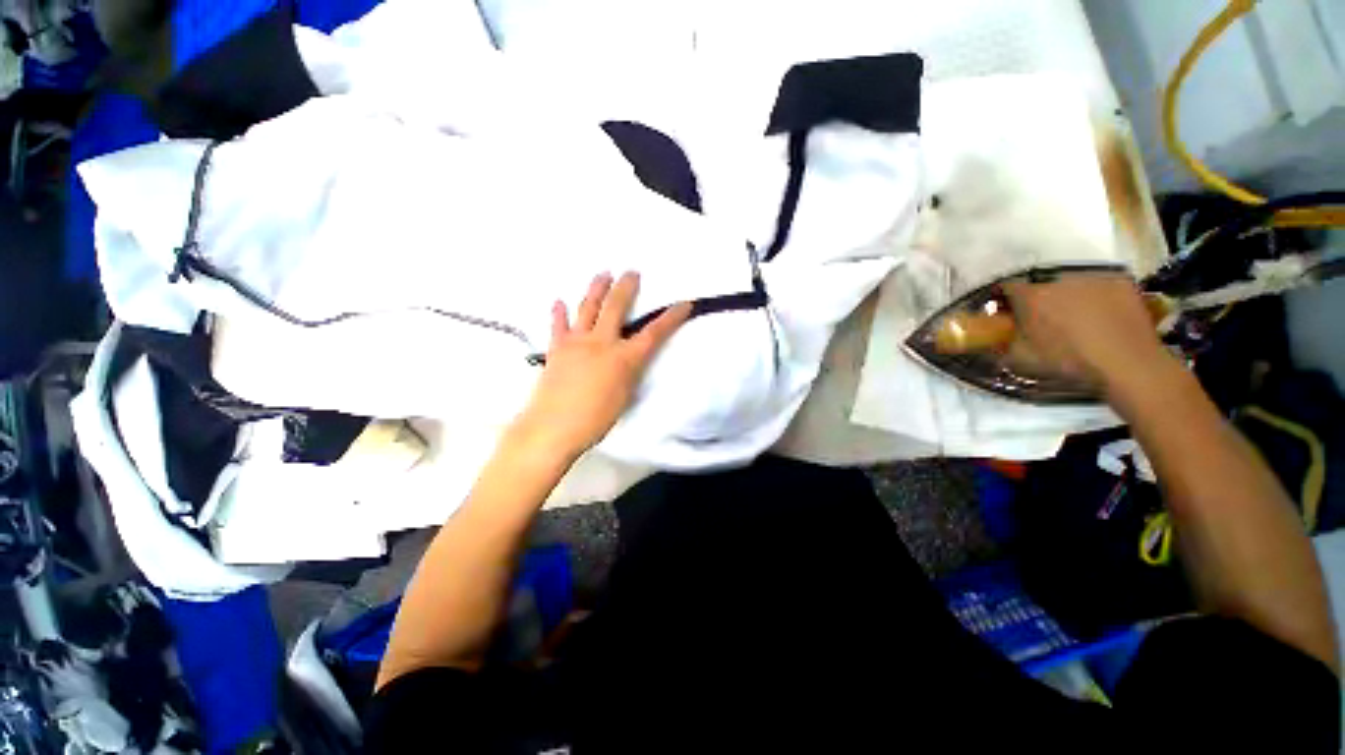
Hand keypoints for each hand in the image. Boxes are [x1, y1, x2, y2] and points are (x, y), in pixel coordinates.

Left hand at [512, 272, 691, 459]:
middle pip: (616, 307)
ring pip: (587, 308)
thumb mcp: (625, 397)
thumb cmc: (595, 421)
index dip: (671, 317)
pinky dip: (559, 313)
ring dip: (596, 288)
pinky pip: (558, 325)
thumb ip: (629, 373)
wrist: (552, 428)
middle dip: (626, 287)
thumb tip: (629, 360)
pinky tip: (558, 301)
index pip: (654, 333)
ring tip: (603, 274)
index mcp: (624, 359)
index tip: (684, 303)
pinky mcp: (556, 348)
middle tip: (632, 272)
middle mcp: (602, 343)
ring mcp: (576, 342)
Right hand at [1002, 272, 1169, 390]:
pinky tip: (1099, 315)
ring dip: (1065, 296)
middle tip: (1039, 317)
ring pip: (1069, 284)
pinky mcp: (1119, 281)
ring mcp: (1092, 277)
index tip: (1003, 311)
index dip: (1002, 298)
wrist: (1128, 363)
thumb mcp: (1023, 359)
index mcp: (1031, 297)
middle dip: (1035, 298)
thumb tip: (993, 338)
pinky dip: (1094, 296)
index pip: (1006, 287)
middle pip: (1039, 284)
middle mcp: (1059, 279)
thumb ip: (1003, 343)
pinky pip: (1098, 285)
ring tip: (1072, 317)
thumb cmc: (1070, 361)